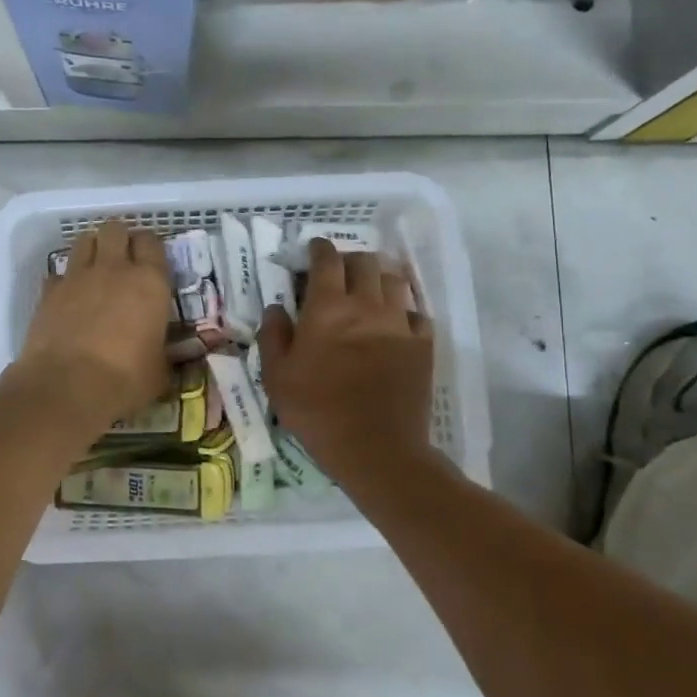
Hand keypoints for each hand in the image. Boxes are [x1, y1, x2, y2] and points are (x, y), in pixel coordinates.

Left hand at [12, 219, 173, 433]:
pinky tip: (69, 298)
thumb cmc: (125, 380)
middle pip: (115, 229)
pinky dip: (65, 280)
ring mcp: (77, 277)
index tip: (151, 260)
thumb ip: (164, 354)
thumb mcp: (159, 371)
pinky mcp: (49, 291)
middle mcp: (114, 269)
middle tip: (122, 259)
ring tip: (95, 269)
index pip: (152, 242)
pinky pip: (59, 273)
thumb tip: (165, 357)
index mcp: (150, 283)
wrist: (67, 387)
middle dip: (119, 238)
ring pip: (84, 240)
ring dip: (92, 249)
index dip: (150, 247)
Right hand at [259, 238, 437, 491]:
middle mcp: (366, 305)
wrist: (376, 447)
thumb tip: (276, 308)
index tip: (314, 249)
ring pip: (395, 281)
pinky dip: (404, 310)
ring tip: (370, 289)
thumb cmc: (317, 410)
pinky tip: (395, 322)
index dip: (320, 248)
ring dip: (379, 277)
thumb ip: (273, 336)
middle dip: (350, 259)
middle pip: (365, 262)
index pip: (327, 260)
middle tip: (340, 272)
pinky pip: (416, 313)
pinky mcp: (423, 345)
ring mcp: (399, 323)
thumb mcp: (277, 377)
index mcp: (327, 307)